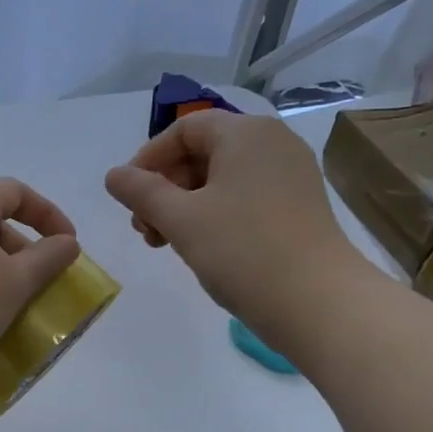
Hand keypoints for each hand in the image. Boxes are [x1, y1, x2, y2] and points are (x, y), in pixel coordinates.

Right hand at [104, 111, 370, 344]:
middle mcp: (272, 143)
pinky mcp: (298, 206)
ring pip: (221, 179)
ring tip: (165, 243)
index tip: (127, 196)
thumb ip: (141, 192)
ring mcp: (290, 175)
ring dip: (184, 206)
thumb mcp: (181, 219)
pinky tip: (200, 247)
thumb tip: (114, 175)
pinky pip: (244, 197)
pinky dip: (214, 214)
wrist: (318, 302)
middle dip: (164, 188)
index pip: (184, 129)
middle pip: (202, 153)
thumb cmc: (242, 250)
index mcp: (245, 133)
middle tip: (145, 229)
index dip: (148, 159)